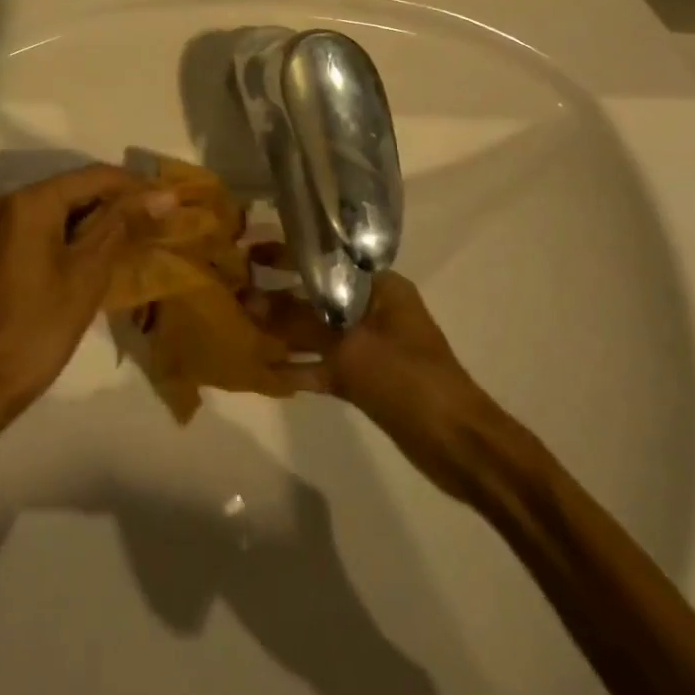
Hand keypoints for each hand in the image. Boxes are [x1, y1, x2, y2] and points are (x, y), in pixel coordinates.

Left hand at [0, 164, 175, 417]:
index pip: (94, 176)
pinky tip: (96, 253)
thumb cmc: (39, 326)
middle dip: (115, 203)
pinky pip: (39, 226)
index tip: (169, 202)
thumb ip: (123, 224)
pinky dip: (69, 234)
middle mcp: (7, 201)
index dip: (135, 186)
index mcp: (29, 201)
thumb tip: (164, 194)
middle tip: (155, 221)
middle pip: (73, 188)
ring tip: (134, 236)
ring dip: (94, 219)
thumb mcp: (89, 272)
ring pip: (57, 208)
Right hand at [245, 249, 505, 499]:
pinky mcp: (363, 377)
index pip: (326, 258)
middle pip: (316, 294)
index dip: (288, 253)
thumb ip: (298, 323)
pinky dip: (298, 366)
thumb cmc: (408, 379)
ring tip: (240, 326)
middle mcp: (372, 308)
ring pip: (316, 330)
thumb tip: (249, 301)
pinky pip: (322, 363)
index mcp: (380, 286)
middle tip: (236, 290)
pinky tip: (262, 370)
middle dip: (278, 294)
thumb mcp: (350, 346)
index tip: (249, 250)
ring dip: (283, 332)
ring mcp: (367, 344)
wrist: (458, 444)